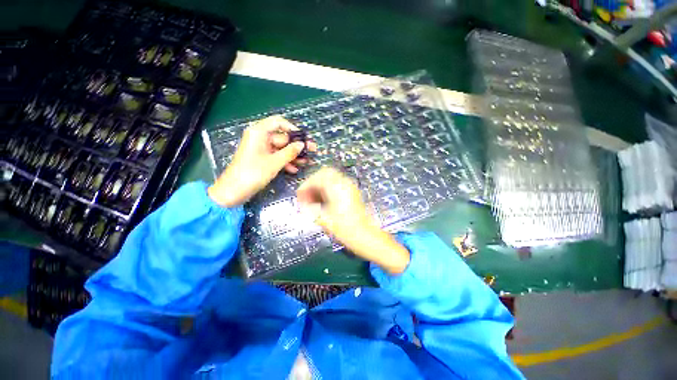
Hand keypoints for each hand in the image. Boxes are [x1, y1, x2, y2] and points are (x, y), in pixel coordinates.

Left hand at [208, 116, 314, 206]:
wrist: (234, 191)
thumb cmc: (253, 173)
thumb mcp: (274, 162)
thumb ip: (290, 152)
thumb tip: (302, 144)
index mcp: (259, 132)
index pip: (278, 122)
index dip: (292, 128)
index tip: (303, 137)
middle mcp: (259, 138)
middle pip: (282, 137)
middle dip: (296, 146)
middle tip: (312, 151)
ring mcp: (260, 149)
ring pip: (281, 149)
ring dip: (293, 156)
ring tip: (306, 162)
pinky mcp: (261, 159)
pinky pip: (276, 156)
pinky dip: (285, 162)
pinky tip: (295, 169)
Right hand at [297, 167, 410, 273]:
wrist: (367, 237)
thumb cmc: (346, 230)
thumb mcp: (324, 220)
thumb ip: (311, 208)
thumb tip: (303, 203)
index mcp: (337, 187)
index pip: (318, 177)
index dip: (306, 186)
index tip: (299, 197)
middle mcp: (345, 183)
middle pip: (325, 174)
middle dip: (313, 184)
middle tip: (306, 197)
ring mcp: (350, 187)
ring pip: (331, 179)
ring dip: (320, 187)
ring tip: (313, 201)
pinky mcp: (352, 193)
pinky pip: (337, 185)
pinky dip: (327, 190)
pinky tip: (323, 202)